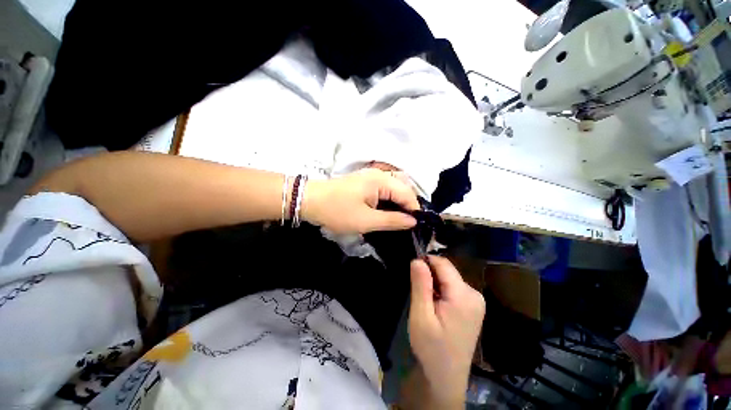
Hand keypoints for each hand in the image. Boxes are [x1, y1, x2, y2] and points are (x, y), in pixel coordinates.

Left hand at [301, 168, 418, 233]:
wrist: (310, 200)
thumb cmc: (337, 211)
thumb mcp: (366, 220)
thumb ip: (392, 220)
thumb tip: (413, 221)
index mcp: (382, 181)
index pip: (408, 194)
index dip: (414, 210)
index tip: (416, 227)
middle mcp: (380, 174)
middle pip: (404, 188)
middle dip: (408, 205)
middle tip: (407, 224)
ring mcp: (371, 176)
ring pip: (395, 187)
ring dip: (399, 202)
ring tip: (399, 219)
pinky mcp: (365, 181)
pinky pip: (385, 188)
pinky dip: (390, 199)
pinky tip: (387, 210)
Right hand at [408, 256, 485, 405]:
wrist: (446, 377)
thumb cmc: (431, 348)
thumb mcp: (421, 316)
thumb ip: (420, 285)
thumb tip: (417, 259)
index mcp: (463, 295)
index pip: (443, 264)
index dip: (426, 262)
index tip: (413, 273)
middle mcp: (474, 294)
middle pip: (447, 270)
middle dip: (430, 275)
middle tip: (419, 294)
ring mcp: (476, 300)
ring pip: (449, 278)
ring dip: (435, 284)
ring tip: (427, 303)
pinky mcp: (473, 306)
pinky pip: (454, 287)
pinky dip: (442, 291)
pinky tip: (436, 307)